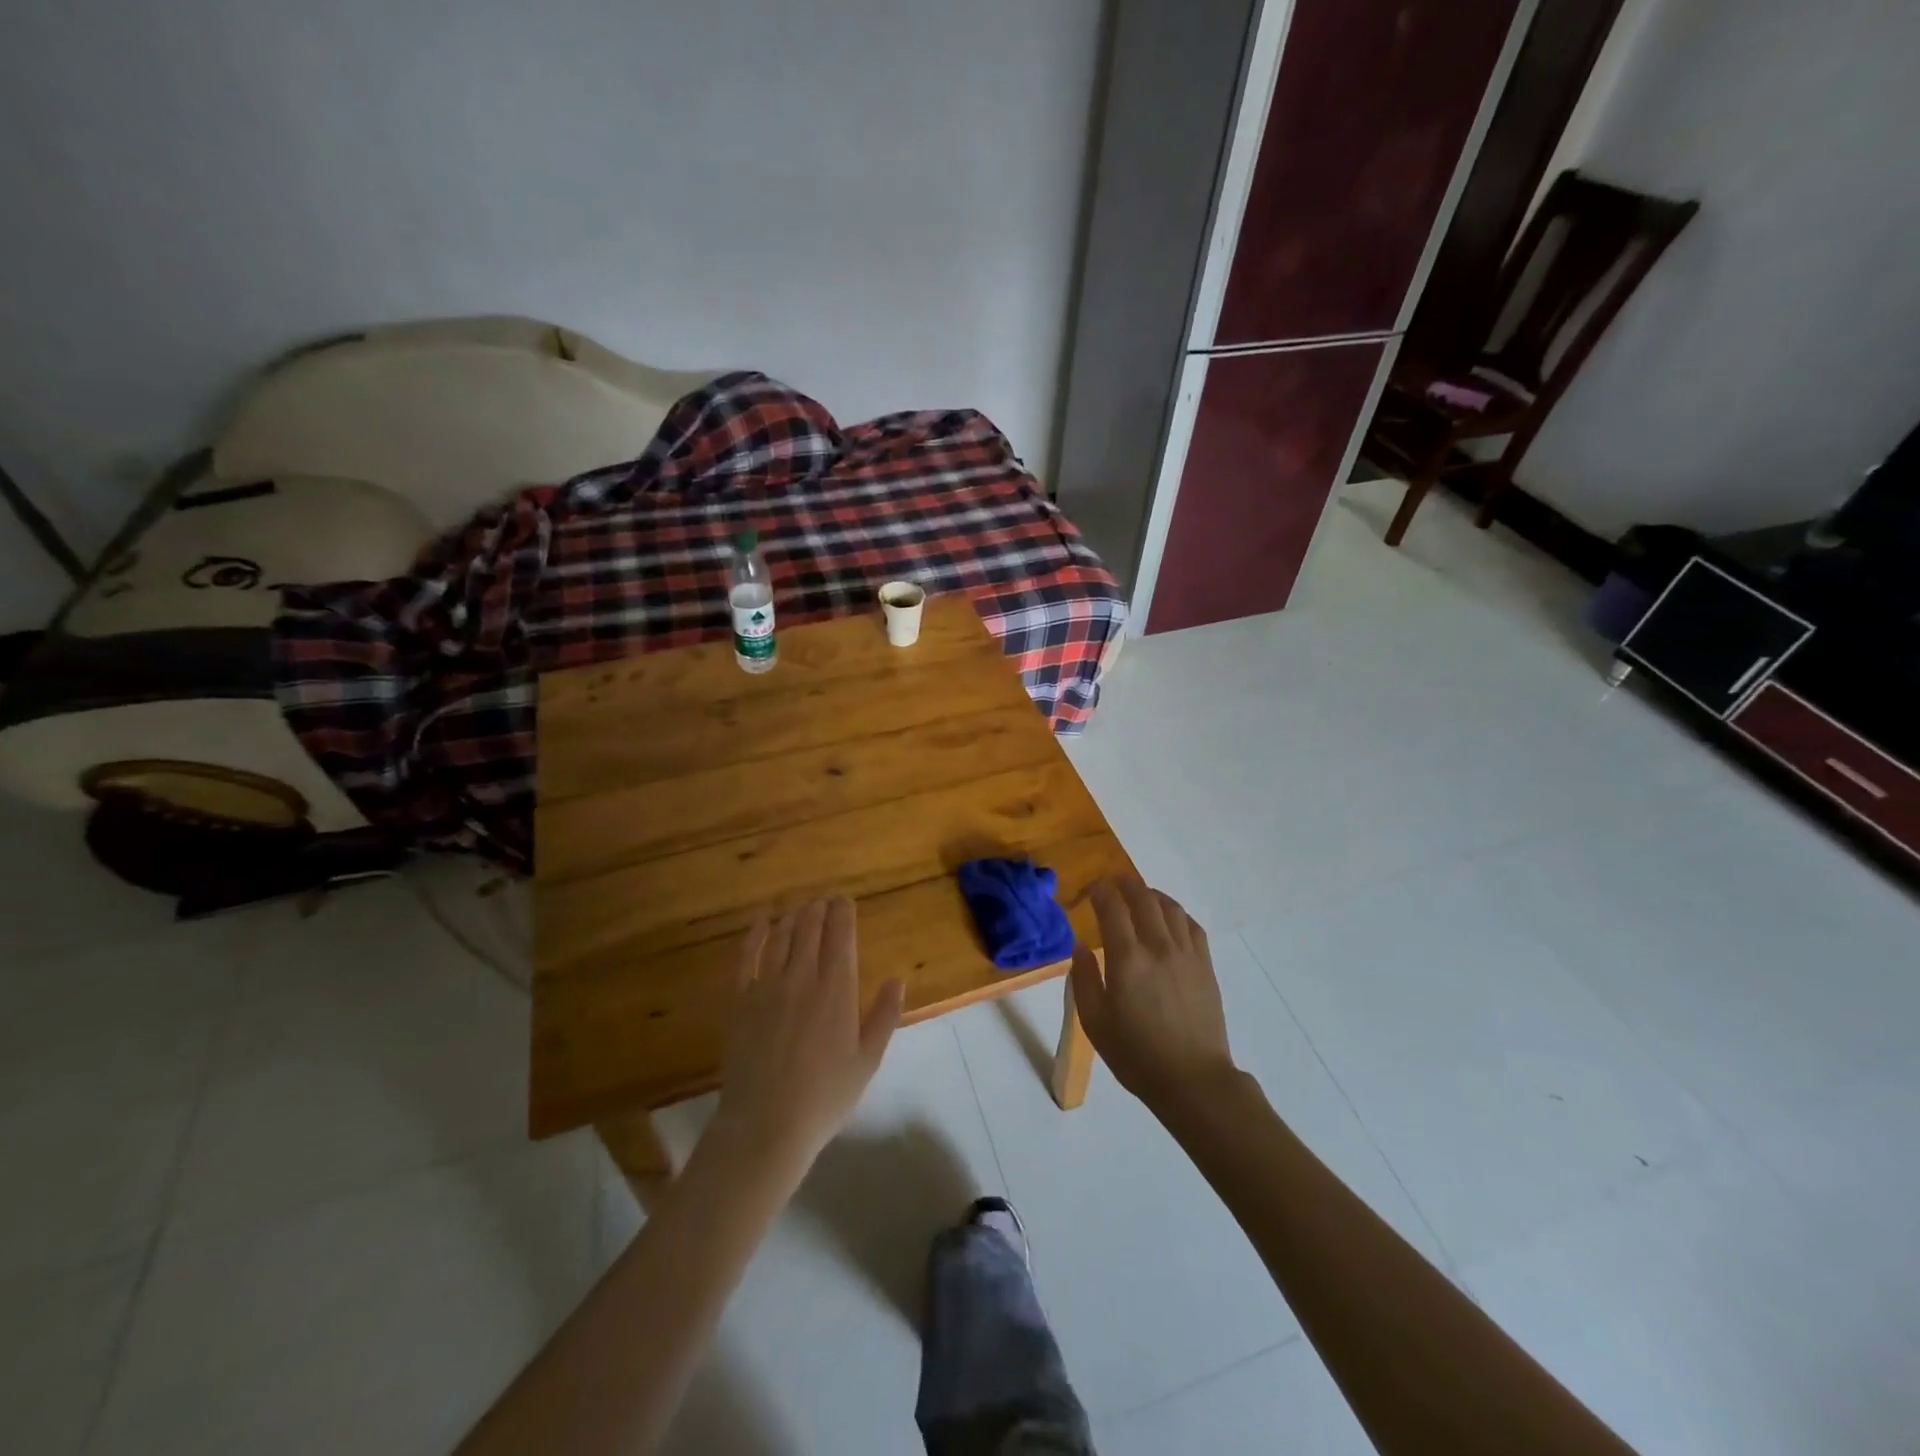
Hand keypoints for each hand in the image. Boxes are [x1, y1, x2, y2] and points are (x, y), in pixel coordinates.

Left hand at [712, 899, 904, 1174]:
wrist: (765, 1124)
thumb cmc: (825, 1096)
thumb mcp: (867, 1061)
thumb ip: (884, 1016)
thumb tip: (898, 980)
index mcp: (837, 989)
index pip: (841, 936)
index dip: (843, 913)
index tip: (845, 900)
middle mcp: (802, 977)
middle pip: (810, 929)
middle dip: (819, 909)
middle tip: (824, 900)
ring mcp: (767, 986)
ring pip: (782, 936)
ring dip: (793, 917)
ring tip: (801, 908)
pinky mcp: (740, 1000)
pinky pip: (748, 956)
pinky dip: (756, 934)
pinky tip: (761, 923)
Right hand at [1069, 879, 1235, 1112]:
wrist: (1192, 1080)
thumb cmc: (1136, 1055)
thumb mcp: (1095, 1022)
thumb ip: (1084, 979)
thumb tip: (1080, 947)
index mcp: (1128, 959)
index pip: (1113, 908)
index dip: (1101, 891)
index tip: (1092, 888)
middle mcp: (1159, 947)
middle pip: (1144, 898)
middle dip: (1126, 884)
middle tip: (1114, 881)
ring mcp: (1187, 955)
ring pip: (1170, 908)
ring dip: (1152, 895)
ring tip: (1141, 896)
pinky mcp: (1206, 966)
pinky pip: (1192, 926)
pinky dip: (1177, 914)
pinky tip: (1170, 919)